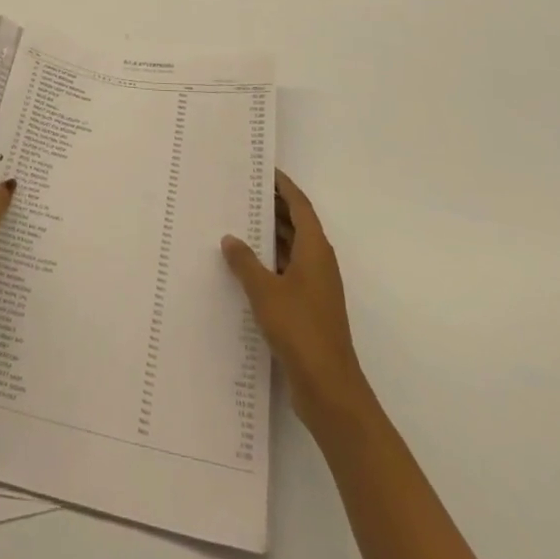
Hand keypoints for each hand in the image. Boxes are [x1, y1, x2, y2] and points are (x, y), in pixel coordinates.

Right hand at [222, 170, 369, 422]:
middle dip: (273, 207)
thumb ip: (245, 262)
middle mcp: (318, 263)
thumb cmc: (300, 330)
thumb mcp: (265, 291)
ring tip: (236, 222)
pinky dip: (269, 262)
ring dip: (269, 235)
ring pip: (291, 249)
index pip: (300, 205)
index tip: (263, 170)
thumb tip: (230, 238)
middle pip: (296, 224)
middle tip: (241, 192)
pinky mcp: (308, 309)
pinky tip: (243, 266)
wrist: (329, 389)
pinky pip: (286, 272)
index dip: (283, 186)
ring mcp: (315, 287)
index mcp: (315, 250)